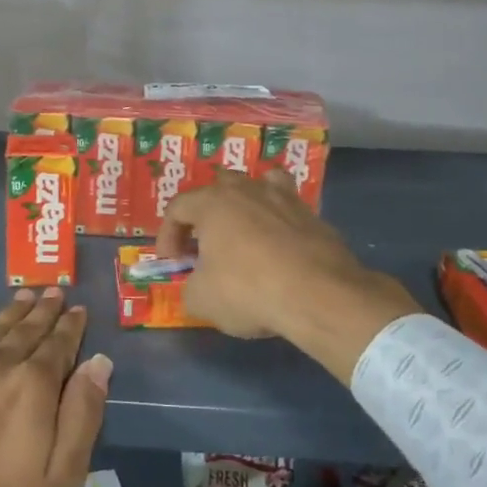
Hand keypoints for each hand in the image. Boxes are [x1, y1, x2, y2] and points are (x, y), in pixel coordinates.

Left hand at [0, 289, 110, 486]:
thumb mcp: (62, 475)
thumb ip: (84, 412)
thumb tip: (98, 361)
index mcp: (34, 385)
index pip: (59, 343)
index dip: (71, 325)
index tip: (78, 310)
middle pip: (26, 327)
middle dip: (44, 310)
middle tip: (55, 293)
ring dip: (13, 310)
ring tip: (26, 295)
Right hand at [158, 171, 418, 382]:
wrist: (319, 295)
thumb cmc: (248, 290)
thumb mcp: (202, 299)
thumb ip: (189, 288)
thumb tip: (196, 287)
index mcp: (212, 202)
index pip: (177, 208)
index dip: (167, 235)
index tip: (171, 262)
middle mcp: (247, 189)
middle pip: (217, 189)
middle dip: (205, 215)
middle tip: (205, 246)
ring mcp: (284, 198)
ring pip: (258, 186)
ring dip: (246, 206)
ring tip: (244, 233)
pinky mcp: (313, 215)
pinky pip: (287, 210)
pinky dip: (278, 223)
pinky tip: (280, 248)